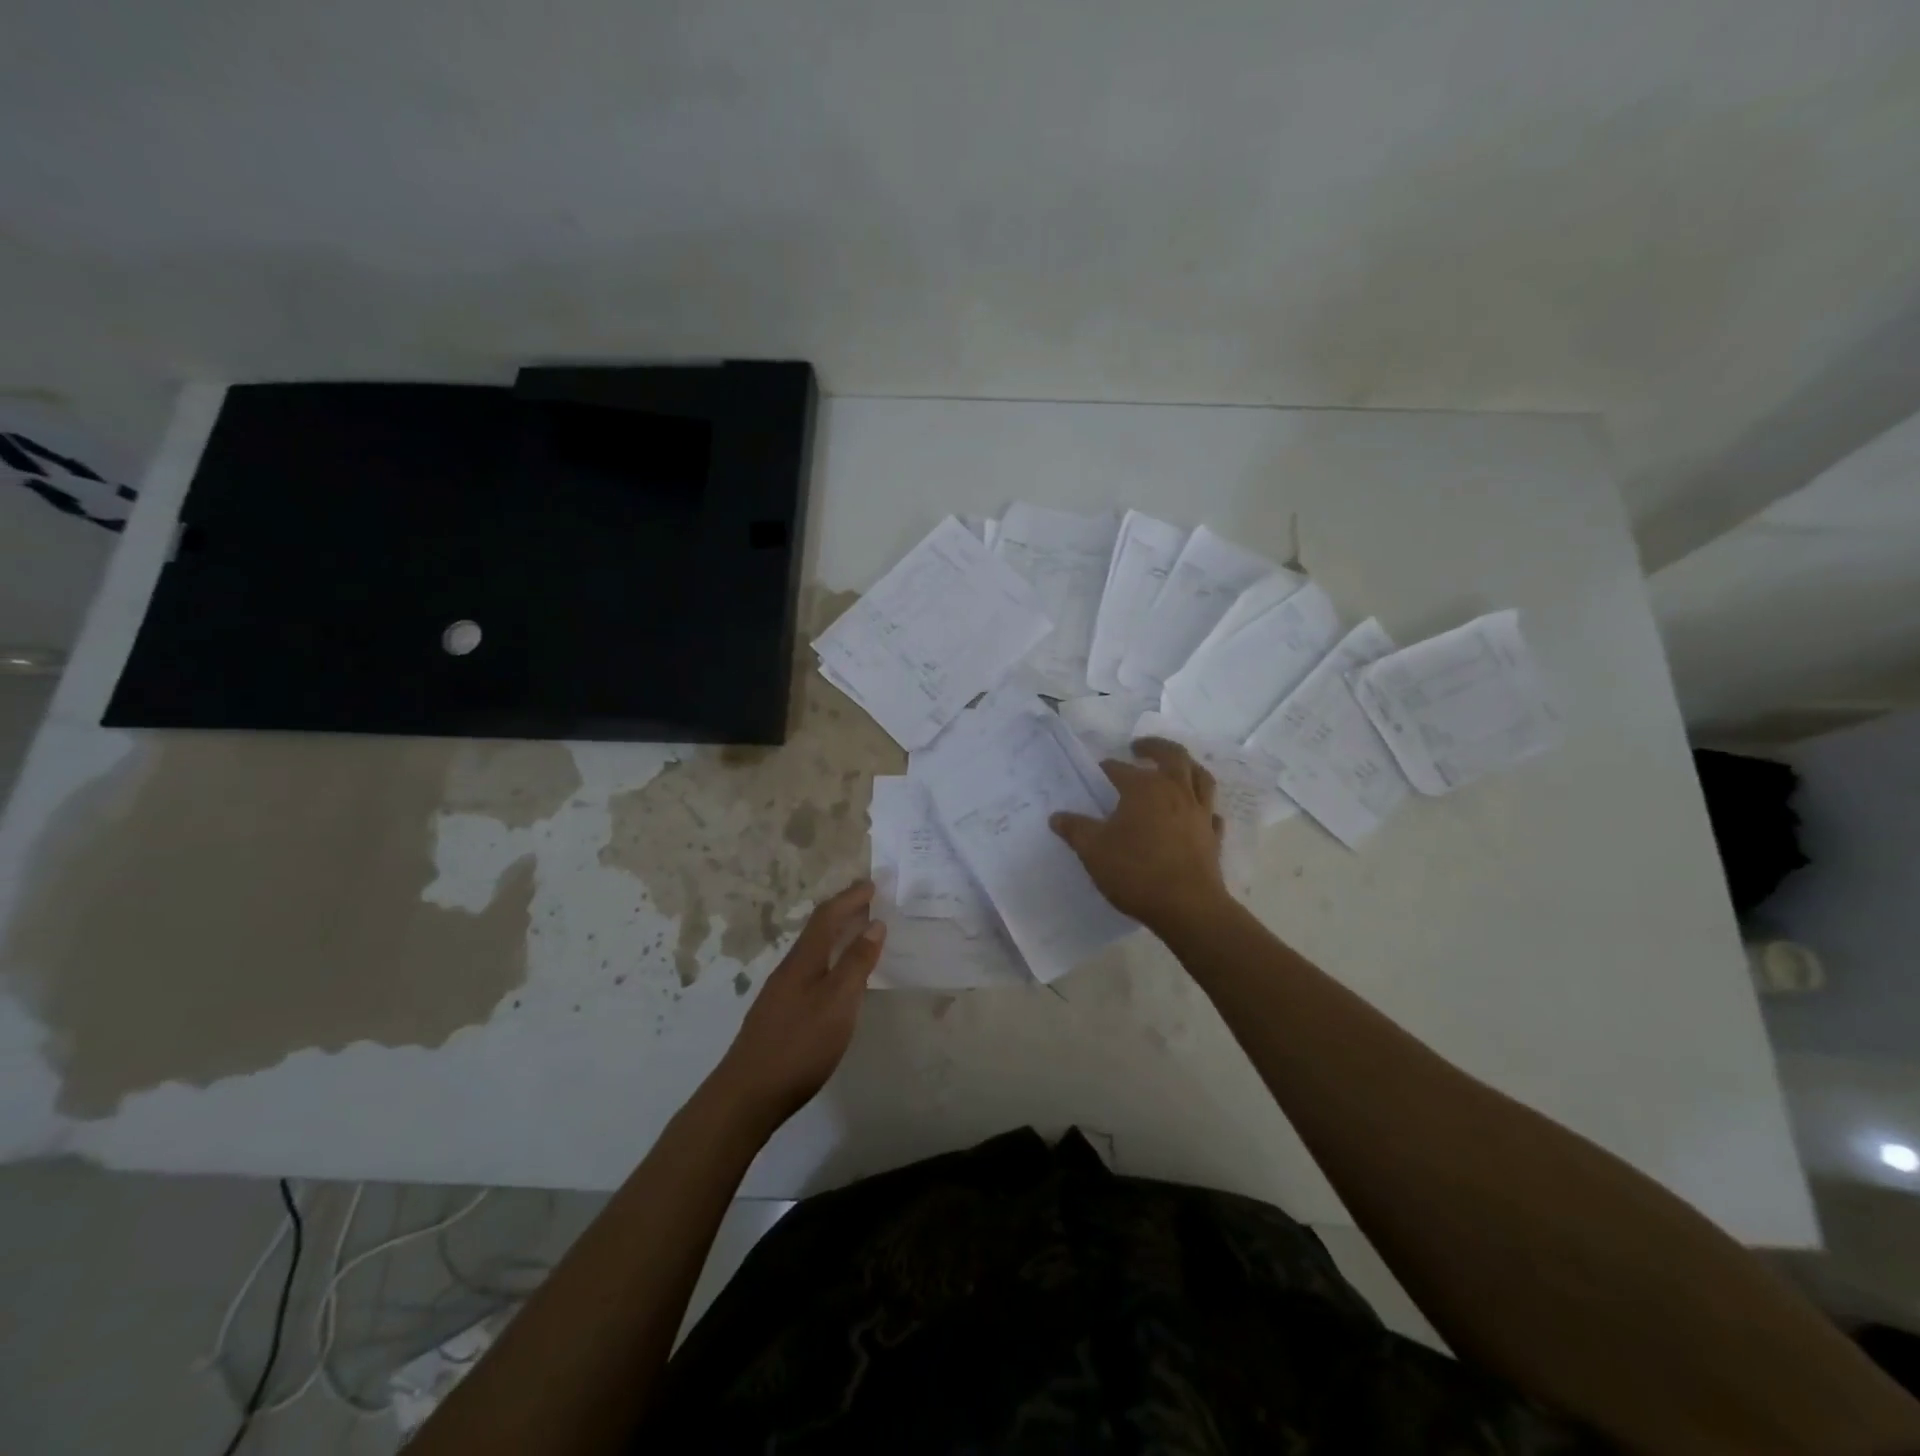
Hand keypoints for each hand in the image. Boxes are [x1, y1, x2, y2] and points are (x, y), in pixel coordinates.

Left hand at [708, 879, 885, 1132]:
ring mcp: (781, 993)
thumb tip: (874, 924)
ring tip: (858, 934)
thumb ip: (857, 963)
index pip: (827, 916)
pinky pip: (810, 971)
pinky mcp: (779, 1014)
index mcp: (804, 960)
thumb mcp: (838, 1003)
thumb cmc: (799, 1045)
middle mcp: (789, 969)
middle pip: (817, 930)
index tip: (872, 884)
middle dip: (843, 912)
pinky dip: (829, 961)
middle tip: (869, 902)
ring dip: (835, 936)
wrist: (747, 1095)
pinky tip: (837, 979)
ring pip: (812, 952)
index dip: (850, 898)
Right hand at [1051, 738, 1229, 932]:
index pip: (1120, 769)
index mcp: (1144, 788)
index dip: (1106, 770)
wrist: (1187, 907)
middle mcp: (1176, 791)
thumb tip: (1057, 817)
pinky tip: (1196, 812)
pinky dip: (1203, 806)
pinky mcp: (1213, 836)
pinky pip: (1211, 812)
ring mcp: (1200, 813)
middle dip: (1154, 747)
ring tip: (1175, 768)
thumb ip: (1075, 830)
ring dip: (1187, 766)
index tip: (1096, 775)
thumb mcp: (1093, 851)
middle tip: (1139, 747)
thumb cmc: (1136, 871)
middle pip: (1172, 756)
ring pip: (1200, 777)